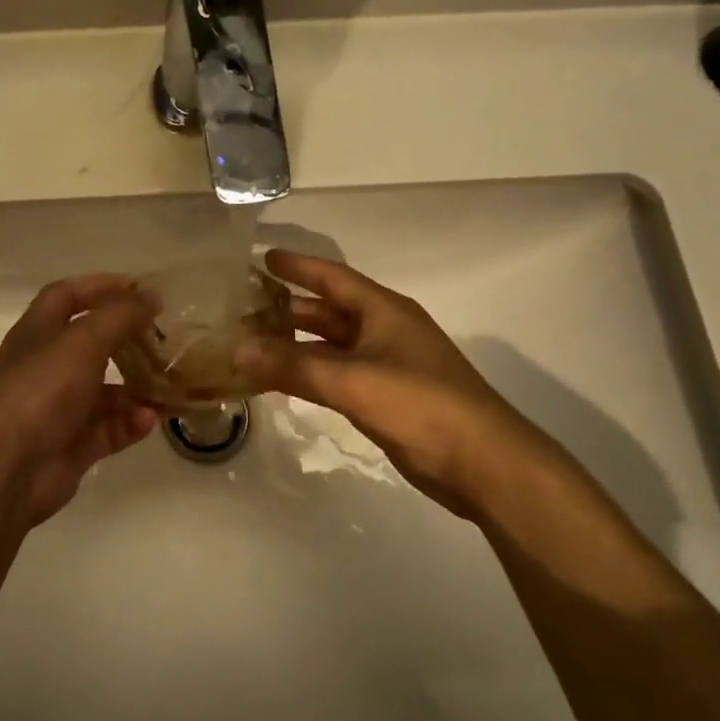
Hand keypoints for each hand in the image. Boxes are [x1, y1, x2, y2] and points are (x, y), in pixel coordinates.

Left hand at [0, 274, 158, 525]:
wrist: (6, 466)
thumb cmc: (41, 388)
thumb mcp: (84, 340)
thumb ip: (120, 315)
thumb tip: (151, 295)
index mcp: (39, 332)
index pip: (67, 296)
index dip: (100, 287)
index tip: (140, 288)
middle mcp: (46, 366)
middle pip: (91, 344)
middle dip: (127, 340)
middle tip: (166, 338)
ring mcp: (58, 409)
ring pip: (105, 392)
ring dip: (137, 387)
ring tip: (169, 384)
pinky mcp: (71, 446)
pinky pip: (108, 429)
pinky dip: (130, 423)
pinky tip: (150, 419)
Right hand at [235, 250, 574, 517]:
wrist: (482, 463)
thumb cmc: (421, 405)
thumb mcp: (353, 381)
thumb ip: (294, 366)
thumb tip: (236, 350)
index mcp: (384, 311)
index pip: (332, 278)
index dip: (298, 266)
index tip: (262, 257)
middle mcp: (384, 331)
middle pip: (329, 311)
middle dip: (289, 307)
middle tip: (243, 305)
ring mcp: (387, 365)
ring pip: (331, 346)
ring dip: (296, 344)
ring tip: (252, 341)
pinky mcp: (386, 397)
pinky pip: (337, 375)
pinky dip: (309, 373)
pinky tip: (282, 380)